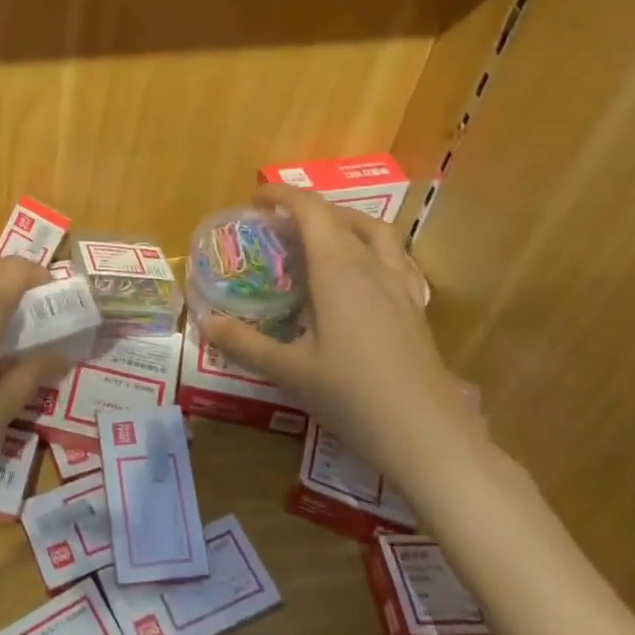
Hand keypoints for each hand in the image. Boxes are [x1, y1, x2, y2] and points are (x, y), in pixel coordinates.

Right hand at [204, 187, 479, 480]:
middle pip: (341, 216)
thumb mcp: (290, 371)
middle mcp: (372, 267)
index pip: (311, 210)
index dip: (282, 195)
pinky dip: (371, 249)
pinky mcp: (416, 309)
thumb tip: (205, 322)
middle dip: (306, 210)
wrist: (429, 439)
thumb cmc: (354, 398)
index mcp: (338, 270)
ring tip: (320, 238)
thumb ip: (245, 343)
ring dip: (344, 222)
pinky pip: (395, 258)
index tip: (255, 201)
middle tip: (277, 226)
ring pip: (376, 232)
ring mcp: (401, 287)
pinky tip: (360, 277)